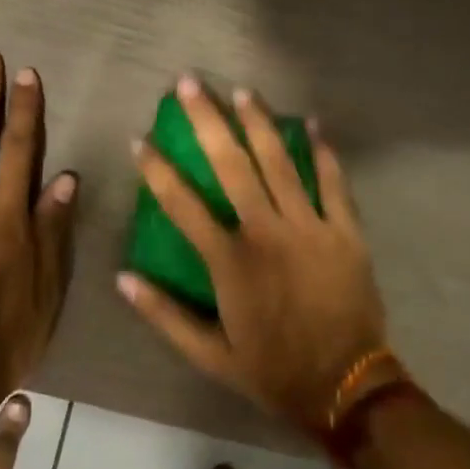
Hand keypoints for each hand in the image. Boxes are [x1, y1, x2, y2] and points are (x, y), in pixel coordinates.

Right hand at [120, 77, 387, 434]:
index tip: (140, 139)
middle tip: (189, 83)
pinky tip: (311, 124)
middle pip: (232, 165)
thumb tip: (123, 278)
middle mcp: (266, 233)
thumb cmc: (272, 370)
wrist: (344, 386)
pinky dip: (324, 153)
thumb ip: (164, 315)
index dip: (157, 169)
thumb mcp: (208, 354)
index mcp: (229, 261)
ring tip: (242, 91)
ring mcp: (310, 228)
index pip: (182, 204)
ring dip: (258, 124)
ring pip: (280, 163)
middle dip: (207, 120)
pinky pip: (333, 184)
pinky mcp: (346, 232)